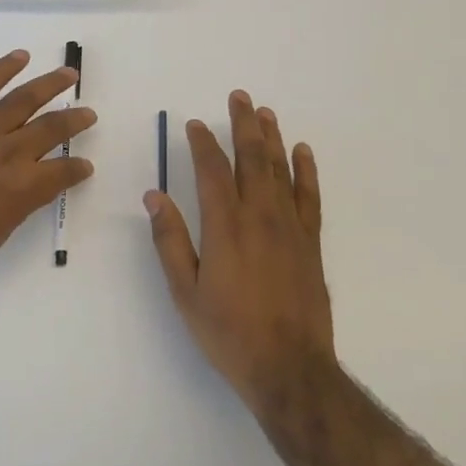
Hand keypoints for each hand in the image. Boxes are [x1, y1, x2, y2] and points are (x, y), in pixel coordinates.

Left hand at [0, 49, 95, 297]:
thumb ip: (17, 205)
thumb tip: (30, 187)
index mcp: (22, 190)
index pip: (62, 173)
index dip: (77, 169)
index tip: (84, 167)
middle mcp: (7, 156)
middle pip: (50, 129)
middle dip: (74, 121)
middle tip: (89, 114)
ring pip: (21, 101)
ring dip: (48, 85)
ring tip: (68, 74)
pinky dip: (0, 71)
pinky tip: (19, 57)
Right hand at [145, 91, 334, 411]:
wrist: (289, 367)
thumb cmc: (228, 332)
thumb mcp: (185, 291)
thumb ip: (170, 240)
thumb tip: (154, 197)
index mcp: (225, 226)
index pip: (212, 170)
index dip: (202, 143)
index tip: (194, 124)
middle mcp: (260, 216)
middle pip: (252, 158)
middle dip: (243, 125)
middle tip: (239, 97)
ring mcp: (290, 227)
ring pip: (281, 169)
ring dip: (271, 138)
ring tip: (264, 112)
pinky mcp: (311, 242)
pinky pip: (310, 195)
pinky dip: (306, 170)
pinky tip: (303, 151)